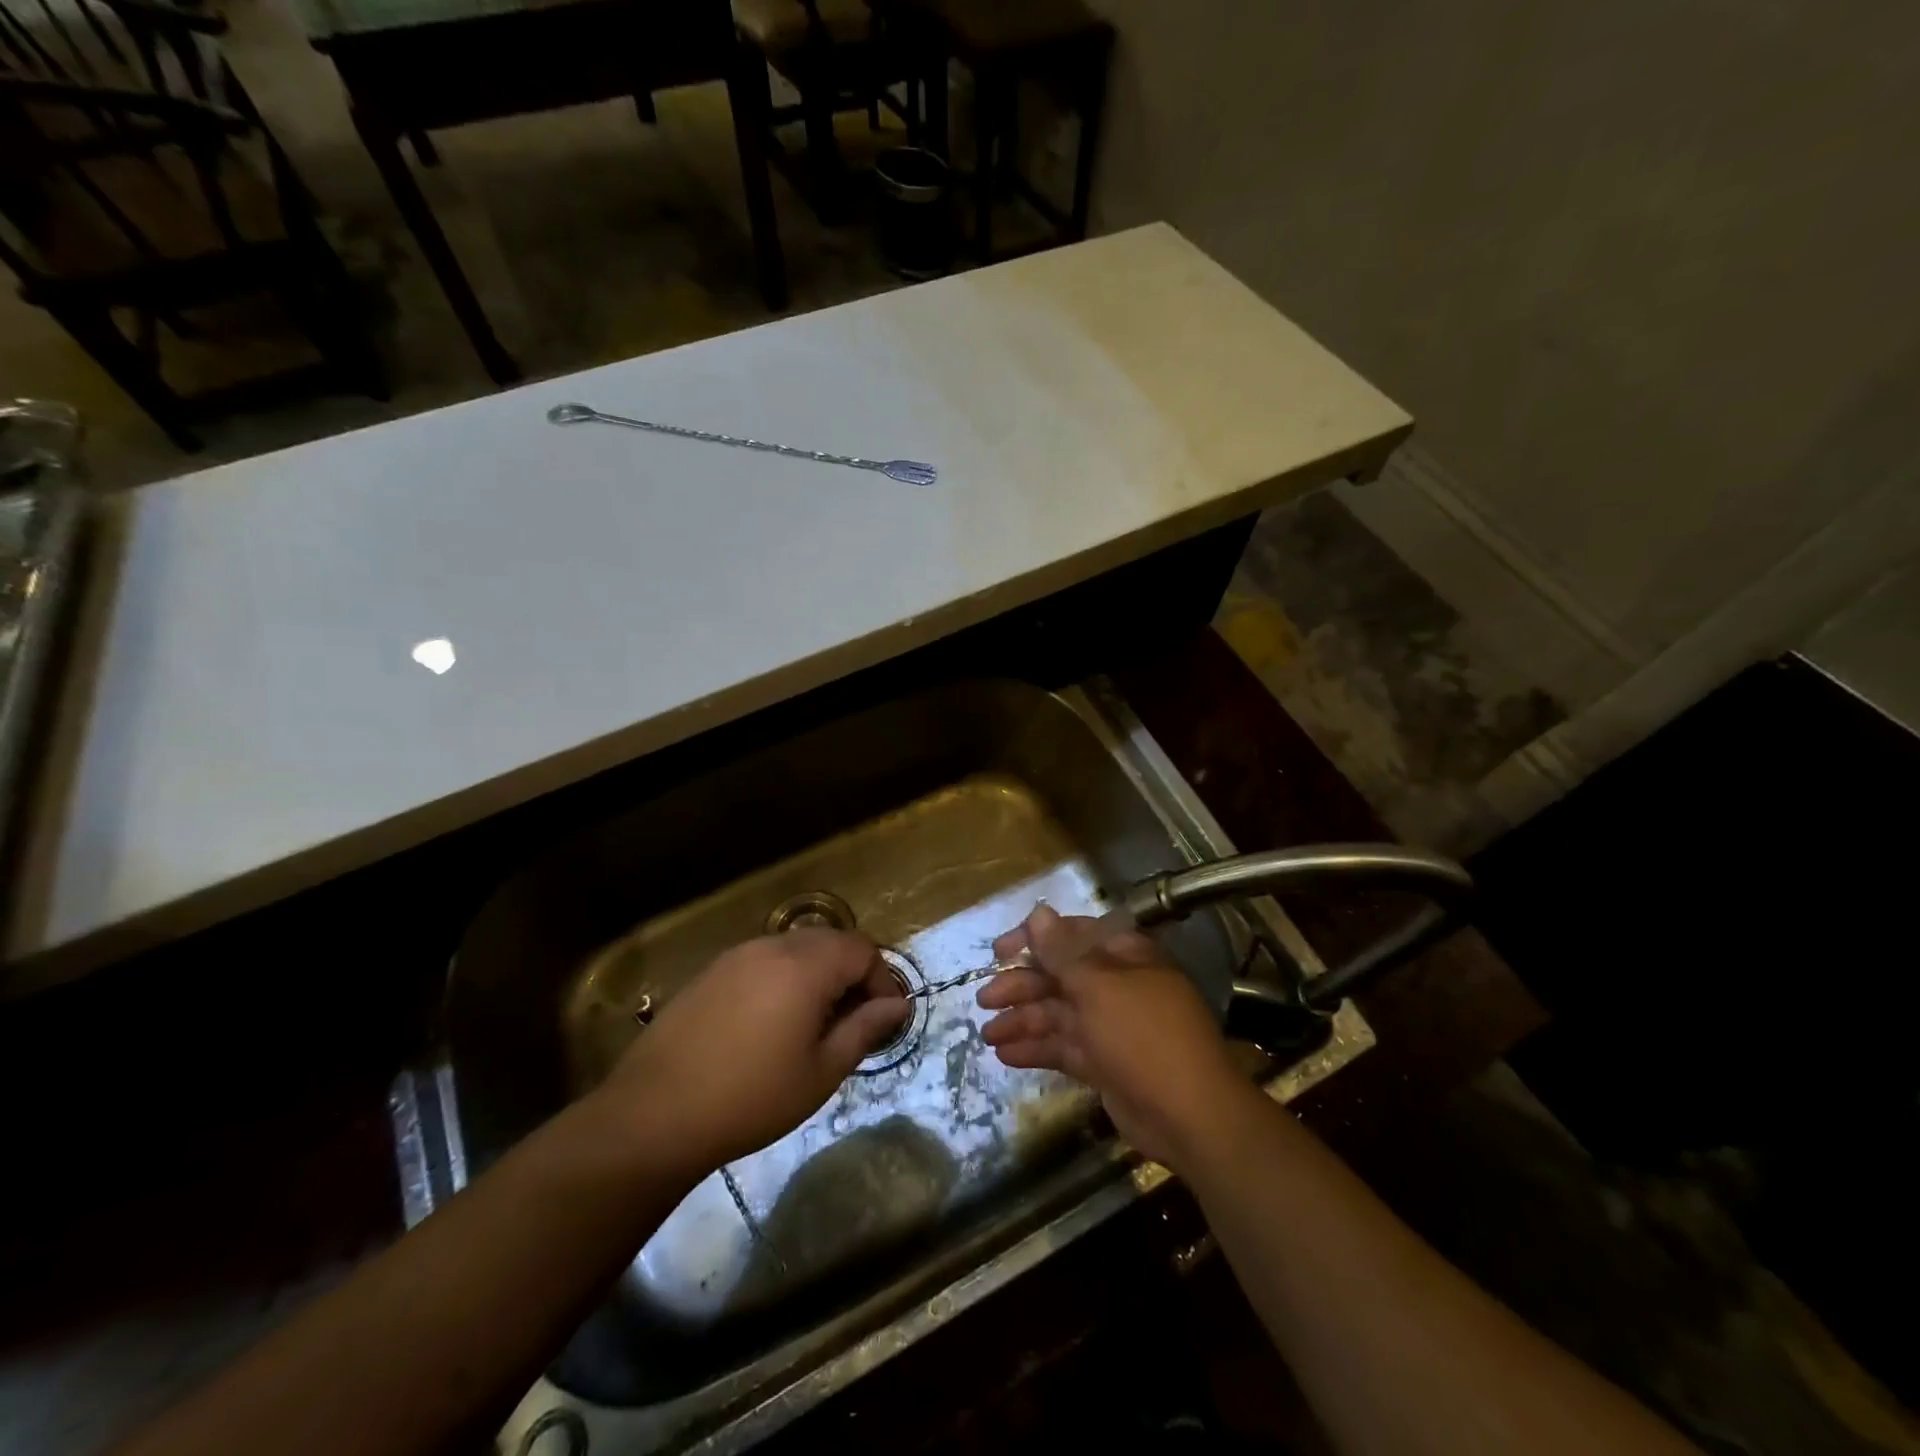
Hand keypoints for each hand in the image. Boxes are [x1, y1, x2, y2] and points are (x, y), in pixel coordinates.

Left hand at [596, 930, 908, 1180]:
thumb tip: (897, 1006)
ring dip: (818, 974)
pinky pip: (764, 960)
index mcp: (805, 966)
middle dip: (852, 974)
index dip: (881, 980)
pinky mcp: (712, 971)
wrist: (654, 1114)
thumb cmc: (751, 1098)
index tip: (883, 1019)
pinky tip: (772, 1022)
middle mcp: (773, 946)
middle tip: (853, 1021)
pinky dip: (784, 978)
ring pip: (796, 948)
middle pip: (831, 942)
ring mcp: (738, 955)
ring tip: (814, 1023)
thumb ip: (864, 1029)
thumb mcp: (821, 1072)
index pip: (862, 950)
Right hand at [977, 903, 1253, 1167]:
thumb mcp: (1099, 987)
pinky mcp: (1104, 1063)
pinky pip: (1063, 1047)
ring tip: (986, 1034)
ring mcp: (1110, 1026)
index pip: (1072, 936)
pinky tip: (1005, 1055)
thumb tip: (1038, 912)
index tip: (999, 953)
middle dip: (1021, 986)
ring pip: (1058, 1014)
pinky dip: (1036, 1049)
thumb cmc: (1143, 1036)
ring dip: (1022, 1020)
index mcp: (1123, 956)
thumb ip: (1063, 952)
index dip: (1034, 940)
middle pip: (1060, 976)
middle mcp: (1116, 985)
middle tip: (984, 1000)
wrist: (1189, 1116)